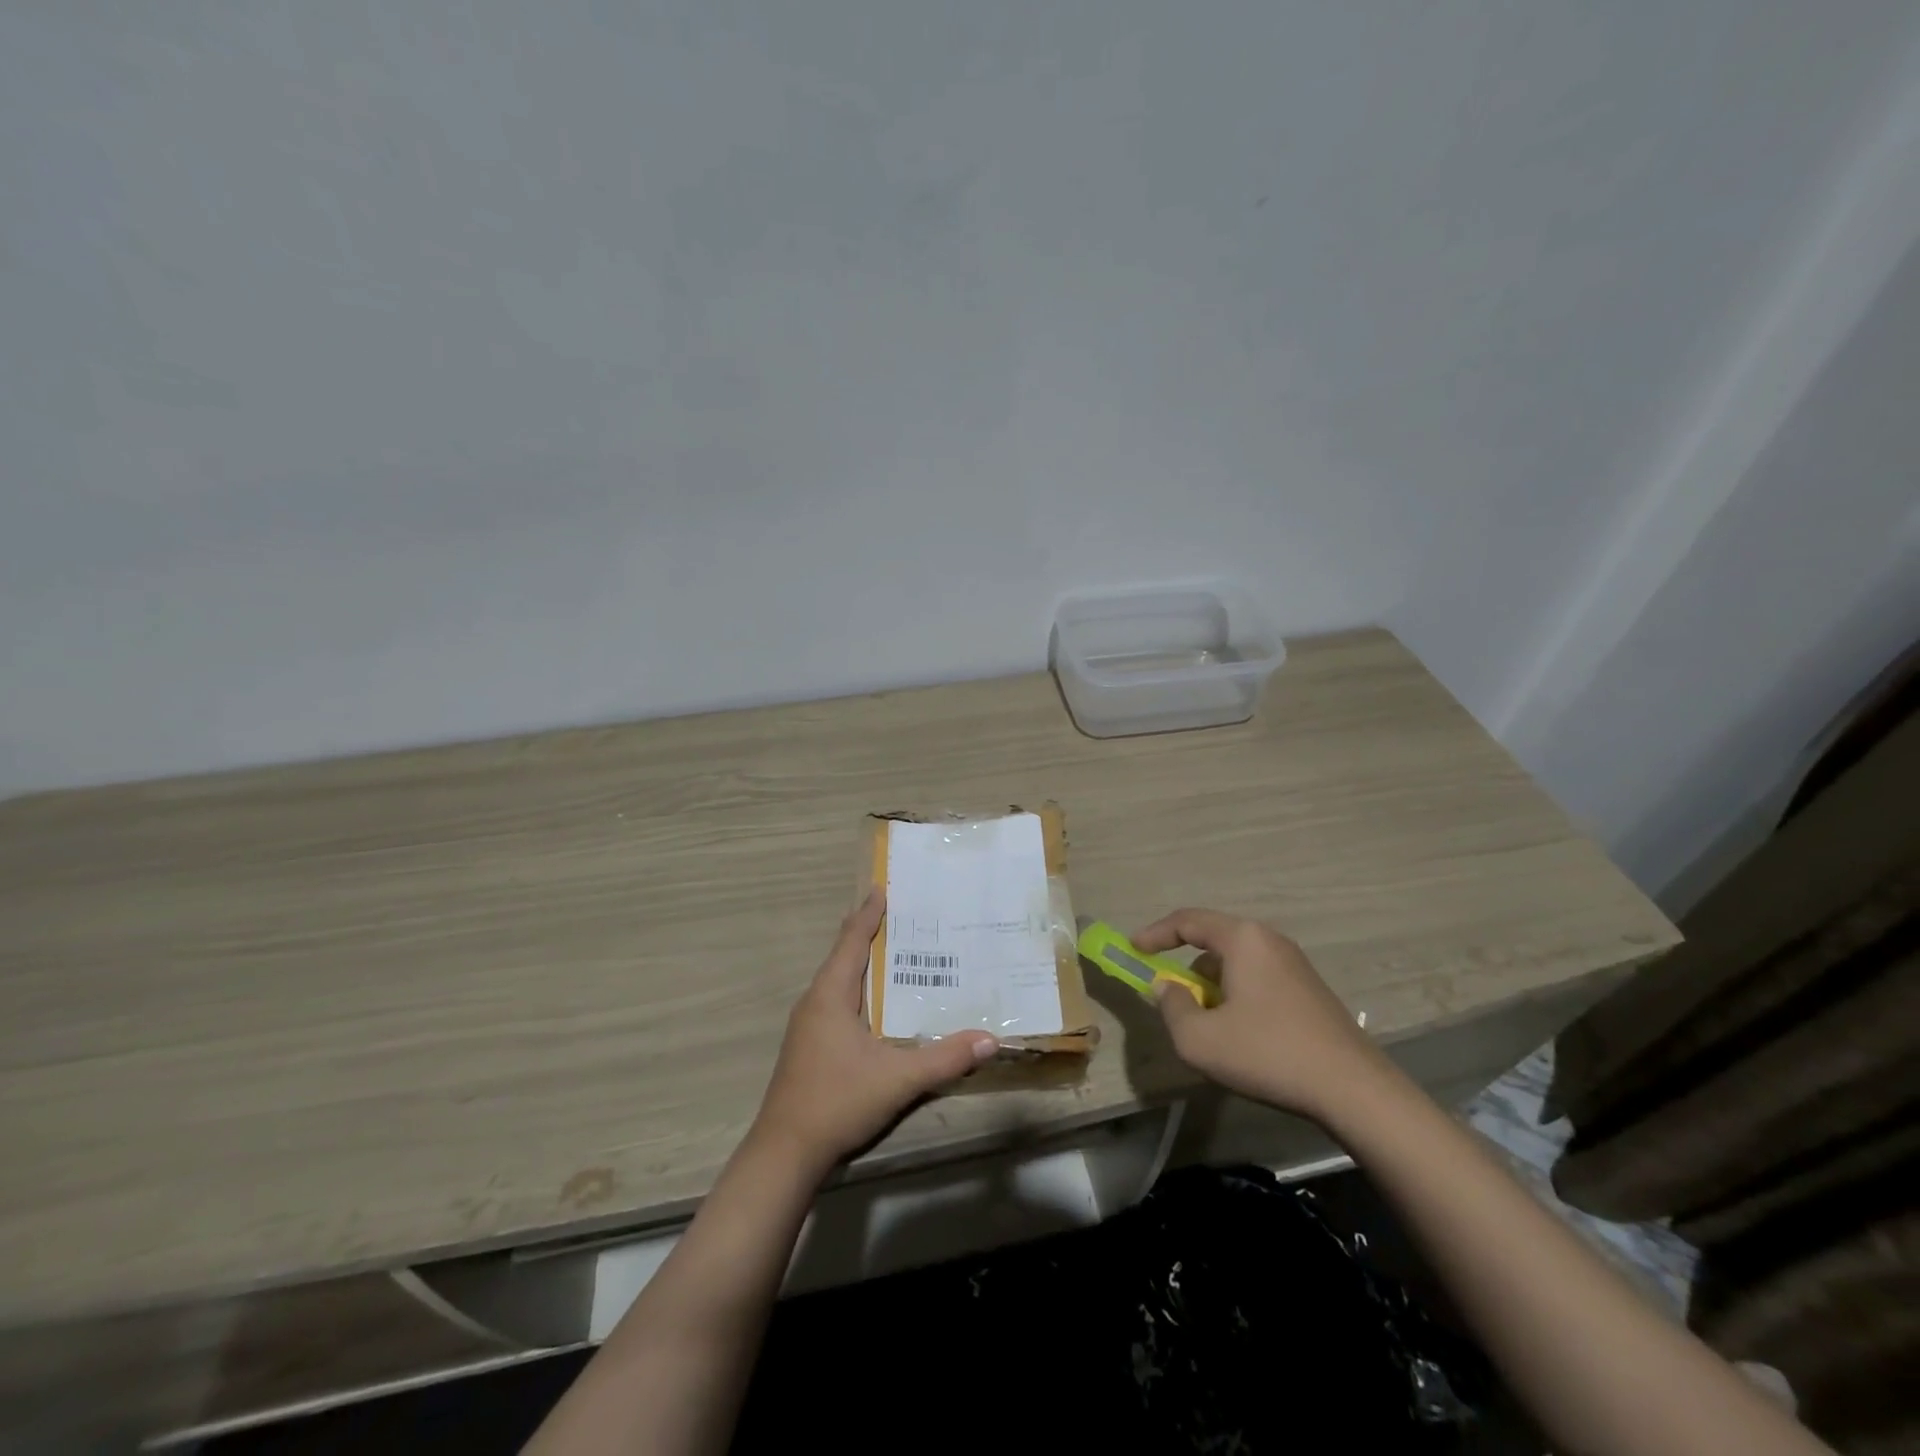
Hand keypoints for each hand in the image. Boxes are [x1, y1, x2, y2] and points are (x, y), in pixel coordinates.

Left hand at [751, 890, 996, 1171]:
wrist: (784, 1154)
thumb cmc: (837, 1101)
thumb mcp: (897, 1079)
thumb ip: (945, 1058)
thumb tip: (990, 1039)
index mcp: (830, 994)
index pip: (852, 940)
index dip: (868, 913)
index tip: (883, 887)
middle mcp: (815, 1001)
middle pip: (845, 955)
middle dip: (871, 933)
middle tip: (906, 917)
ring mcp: (809, 1026)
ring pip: (840, 981)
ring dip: (865, 964)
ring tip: (899, 954)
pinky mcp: (810, 1047)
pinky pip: (838, 1002)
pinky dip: (861, 990)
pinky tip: (881, 1006)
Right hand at [1133, 907, 1386, 1122]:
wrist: (1354, 1090)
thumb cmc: (1268, 1054)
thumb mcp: (1199, 1039)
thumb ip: (1171, 1007)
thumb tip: (1166, 987)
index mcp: (1243, 939)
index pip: (1187, 921)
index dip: (1154, 934)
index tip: (1133, 949)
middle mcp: (1269, 940)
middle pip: (1213, 941)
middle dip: (1185, 967)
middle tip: (1171, 997)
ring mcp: (1295, 964)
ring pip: (1236, 964)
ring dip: (1213, 986)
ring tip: (1208, 1026)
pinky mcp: (1311, 990)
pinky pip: (1258, 980)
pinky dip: (1237, 996)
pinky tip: (1242, 1036)